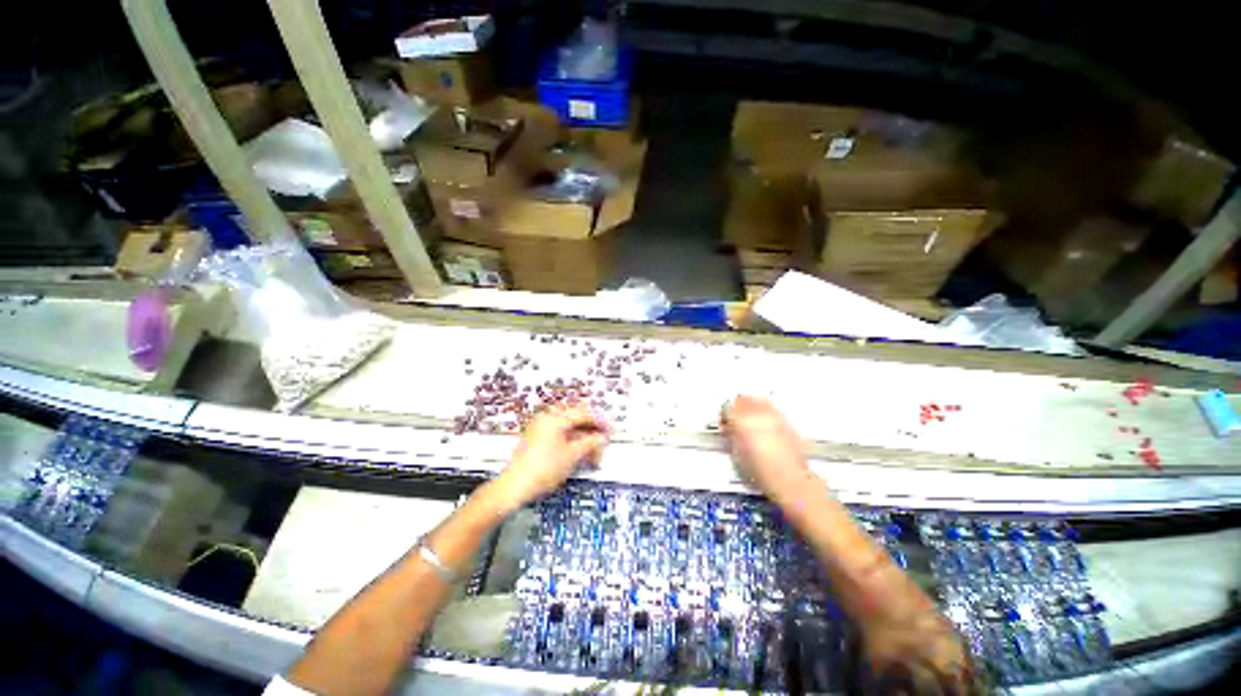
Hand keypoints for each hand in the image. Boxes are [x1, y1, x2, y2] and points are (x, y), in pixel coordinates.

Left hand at [490, 406, 609, 512]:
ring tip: (592, 449)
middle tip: (603, 440)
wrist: (514, 487)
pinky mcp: (536, 439)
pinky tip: (578, 451)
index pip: (582, 414)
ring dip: (581, 436)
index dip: (599, 422)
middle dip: (590, 429)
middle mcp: (547, 418)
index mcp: (555, 418)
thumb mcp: (572, 455)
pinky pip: (559, 433)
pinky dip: (571, 440)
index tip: (611, 430)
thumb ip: (590, 443)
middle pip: (575, 418)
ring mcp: (540, 428)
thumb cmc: (545, 468)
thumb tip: (603, 437)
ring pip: (567, 427)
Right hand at [721, 395, 812, 501]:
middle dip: (736, 407)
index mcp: (742, 420)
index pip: (727, 407)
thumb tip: (730, 429)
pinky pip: (771, 408)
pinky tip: (764, 424)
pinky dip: (765, 411)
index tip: (724, 425)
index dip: (723, 416)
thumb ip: (731, 435)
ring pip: (758, 400)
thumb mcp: (736, 453)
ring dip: (751, 406)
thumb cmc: (761, 472)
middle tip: (735, 420)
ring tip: (750, 420)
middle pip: (742, 399)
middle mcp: (758, 413)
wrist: (789, 480)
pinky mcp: (786, 421)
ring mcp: (774, 415)